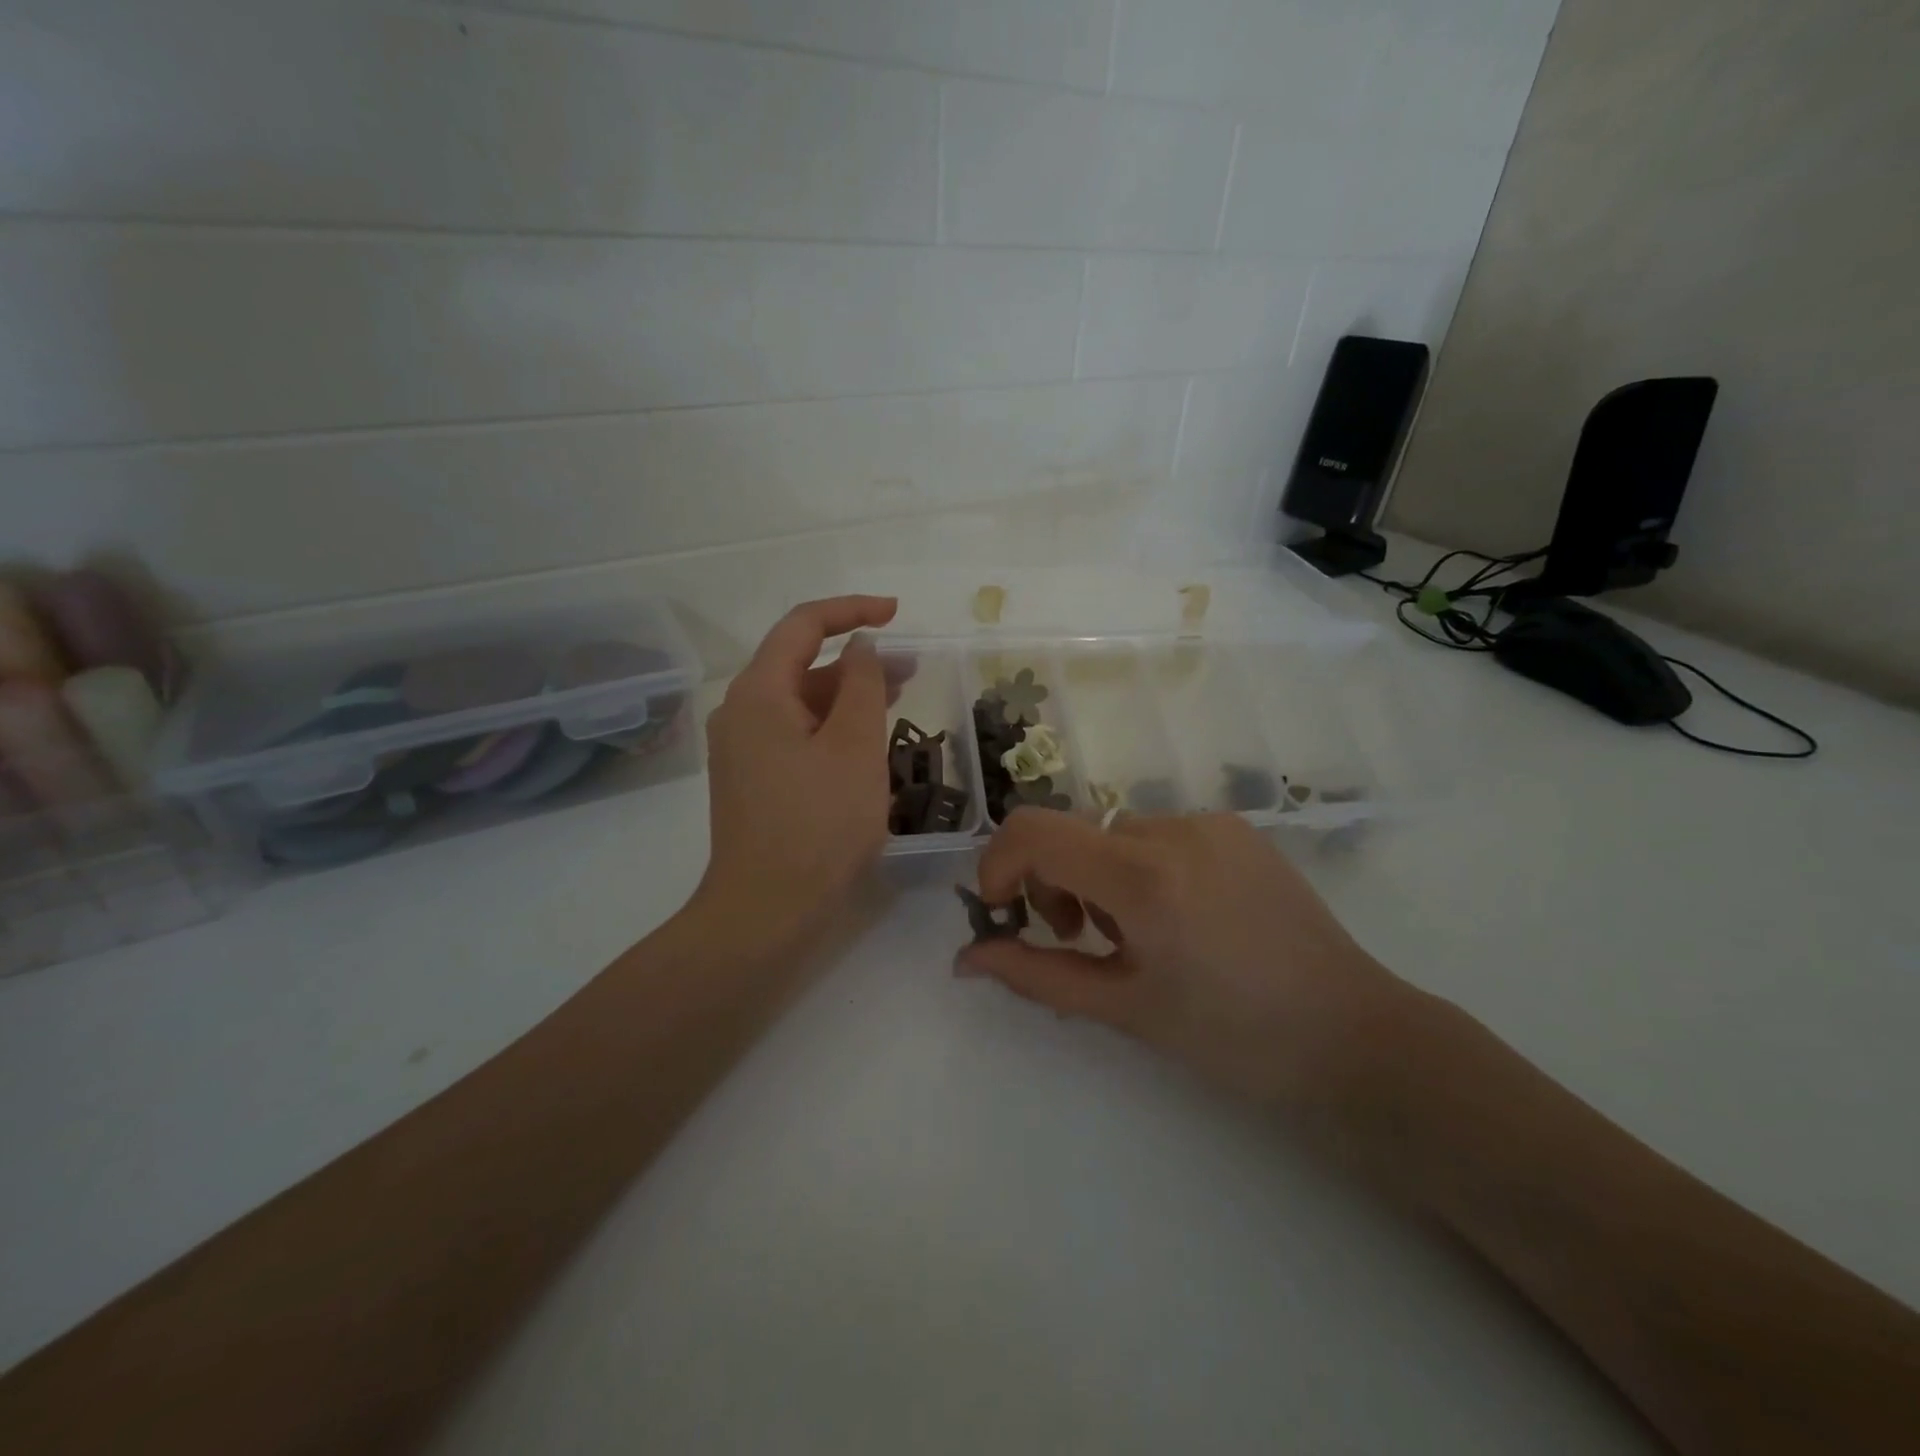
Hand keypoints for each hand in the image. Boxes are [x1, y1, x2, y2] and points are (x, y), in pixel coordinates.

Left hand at [692, 595, 898, 953]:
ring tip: (899, 699)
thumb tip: (860, 646)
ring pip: (800, 703)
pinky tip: (866, 743)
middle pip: (800, 665)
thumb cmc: (819, 824)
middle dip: (856, 659)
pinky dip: (831, 727)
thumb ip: (862, 684)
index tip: (897, 614)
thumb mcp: (855, 746)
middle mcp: (740, 712)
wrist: (766, 911)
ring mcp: (742, 749)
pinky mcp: (752, 779)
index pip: (802, 626)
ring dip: (847, 695)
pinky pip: (795, 734)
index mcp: (758, 693)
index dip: (851, 610)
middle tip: (912, 668)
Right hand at [957, 809, 1410, 1107]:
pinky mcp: (1236, 828)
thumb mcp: (1124, 1008)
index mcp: (1143, 876)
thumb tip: (966, 960)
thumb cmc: (1234, 1038)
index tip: (1006, 913)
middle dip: (1052, 881)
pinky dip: (1139, 867)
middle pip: (1071, 832)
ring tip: (1136, 935)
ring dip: (1097, 876)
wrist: (1354, 1038)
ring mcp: (1210, 822)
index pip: (1033, 831)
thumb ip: (1036, 975)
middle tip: (1080, 940)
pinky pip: (1158, 834)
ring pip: (1113, 833)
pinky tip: (1179, 917)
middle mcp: (1173, 828)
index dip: (998, 865)